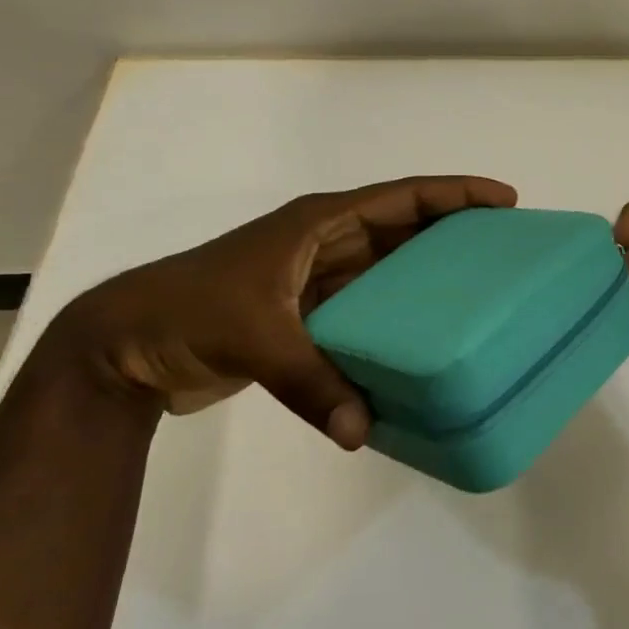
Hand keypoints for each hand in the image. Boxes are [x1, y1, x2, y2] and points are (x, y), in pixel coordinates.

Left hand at [50, 175, 518, 441]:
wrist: (122, 345)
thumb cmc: (188, 312)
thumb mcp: (253, 336)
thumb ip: (312, 383)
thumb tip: (362, 434)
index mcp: (320, 221)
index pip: (402, 196)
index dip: (454, 193)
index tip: (504, 200)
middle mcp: (325, 240)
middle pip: (403, 226)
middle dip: (453, 229)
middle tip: (505, 247)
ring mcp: (314, 277)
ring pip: (387, 266)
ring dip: (427, 272)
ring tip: (478, 288)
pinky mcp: (305, 313)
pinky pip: (366, 306)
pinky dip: (394, 316)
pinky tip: (422, 338)